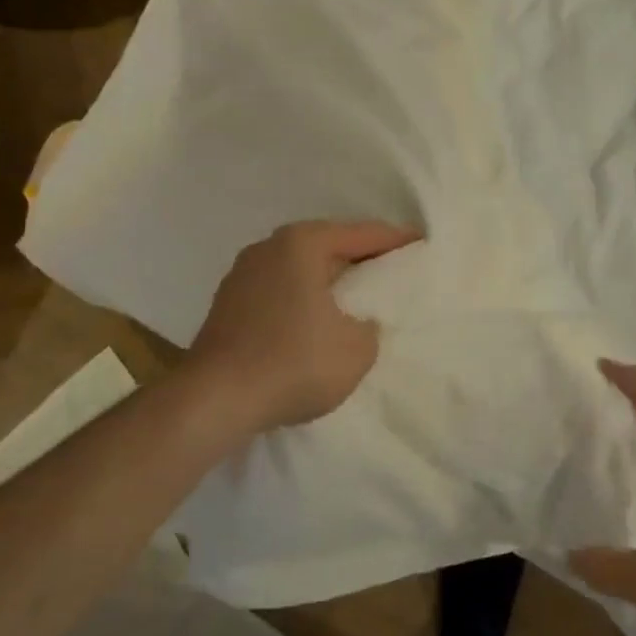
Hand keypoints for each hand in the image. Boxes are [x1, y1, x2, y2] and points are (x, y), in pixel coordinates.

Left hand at [188, 219, 419, 432]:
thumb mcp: (358, 348)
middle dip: (361, 257)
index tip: (422, 243)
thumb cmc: (294, 362)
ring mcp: (242, 274)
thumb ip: (369, 325)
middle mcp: (269, 247)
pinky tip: (316, 319)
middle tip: (392, 269)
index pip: (363, 234)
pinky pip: (280, 289)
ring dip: (329, 279)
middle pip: (329, 245)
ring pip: (301, 267)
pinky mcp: (227, 304)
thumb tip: (356, 321)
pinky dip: (303, 297)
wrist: (214, 401)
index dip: (397, 240)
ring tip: (357, 296)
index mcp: (303, 243)